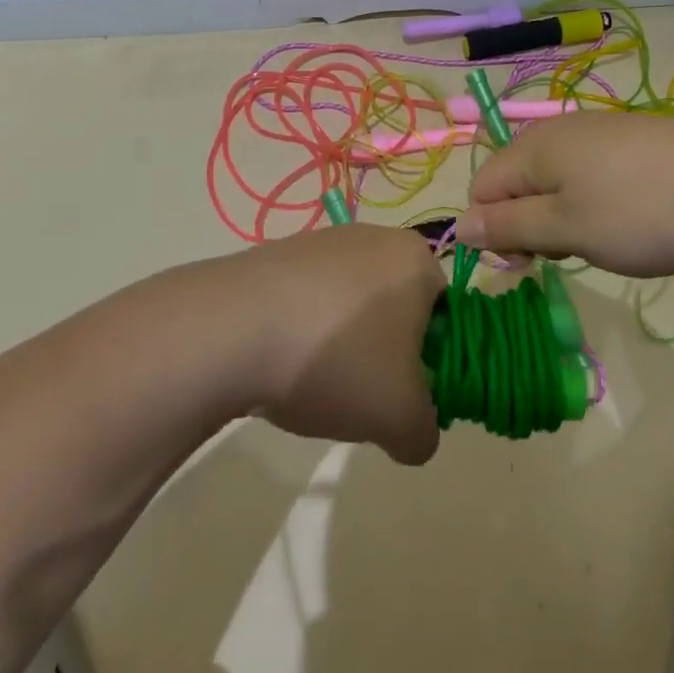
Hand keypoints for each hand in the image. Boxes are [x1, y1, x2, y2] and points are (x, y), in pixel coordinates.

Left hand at [232, 224, 446, 465]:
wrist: (227, 331)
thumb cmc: (335, 361)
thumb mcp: (399, 418)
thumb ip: (424, 433)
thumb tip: (415, 435)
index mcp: (415, 259)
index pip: (446, 313)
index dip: (432, 361)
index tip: (405, 395)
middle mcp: (373, 237)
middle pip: (396, 307)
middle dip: (385, 354)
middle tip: (363, 395)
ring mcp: (320, 241)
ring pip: (350, 306)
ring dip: (342, 346)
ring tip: (314, 384)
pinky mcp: (276, 254)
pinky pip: (307, 301)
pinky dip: (303, 333)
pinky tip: (280, 364)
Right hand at [457, 113, 673, 275]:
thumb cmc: (640, 210)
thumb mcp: (566, 228)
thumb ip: (508, 227)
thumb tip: (461, 227)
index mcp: (533, 147)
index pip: (481, 190)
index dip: (492, 231)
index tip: (526, 266)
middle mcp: (559, 132)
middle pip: (517, 184)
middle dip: (528, 226)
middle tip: (566, 257)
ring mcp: (599, 134)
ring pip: (555, 184)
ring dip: (562, 219)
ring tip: (600, 243)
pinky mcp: (633, 145)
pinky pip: (590, 177)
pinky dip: (594, 205)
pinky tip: (627, 222)